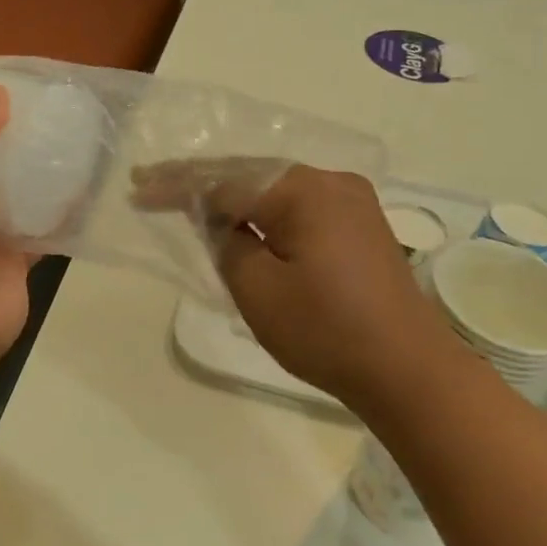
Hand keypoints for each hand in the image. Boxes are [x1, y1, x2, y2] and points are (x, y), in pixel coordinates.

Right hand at [136, 161, 451, 409]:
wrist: (409, 371)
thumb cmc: (327, 333)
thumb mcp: (258, 290)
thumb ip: (228, 243)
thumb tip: (222, 221)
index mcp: (304, 191)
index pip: (225, 182)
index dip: (177, 186)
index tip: (137, 191)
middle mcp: (330, 181)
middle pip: (250, 174)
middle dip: (200, 181)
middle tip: (151, 183)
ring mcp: (351, 200)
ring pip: (274, 187)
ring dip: (232, 194)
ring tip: (185, 197)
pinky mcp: (360, 224)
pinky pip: (298, 205)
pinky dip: (263, 210)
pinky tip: (240, 217)